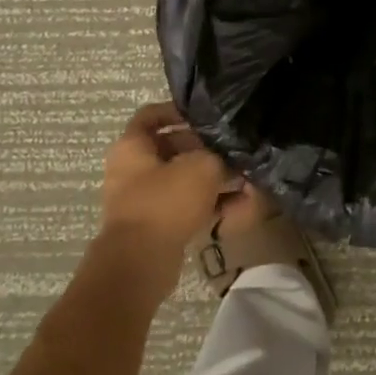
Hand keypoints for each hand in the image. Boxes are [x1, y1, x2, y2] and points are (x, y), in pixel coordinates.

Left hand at [97, 102, 231, 298]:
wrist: (139, 263)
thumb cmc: (166, 201)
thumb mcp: (201, 167)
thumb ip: (218, 155)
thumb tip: (228, 157)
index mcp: (132, 146)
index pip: (152, 114)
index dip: (179, 111)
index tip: (207, 117)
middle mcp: (131, 169)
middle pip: (171, 148)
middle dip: (204, 150)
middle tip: (232, 152)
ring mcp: (141, 199)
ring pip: (181, 180)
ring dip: (211, 180)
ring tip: (244, 183)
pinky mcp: (153, 225)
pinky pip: (183, 206)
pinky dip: (206, 205)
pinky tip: (237, 209)